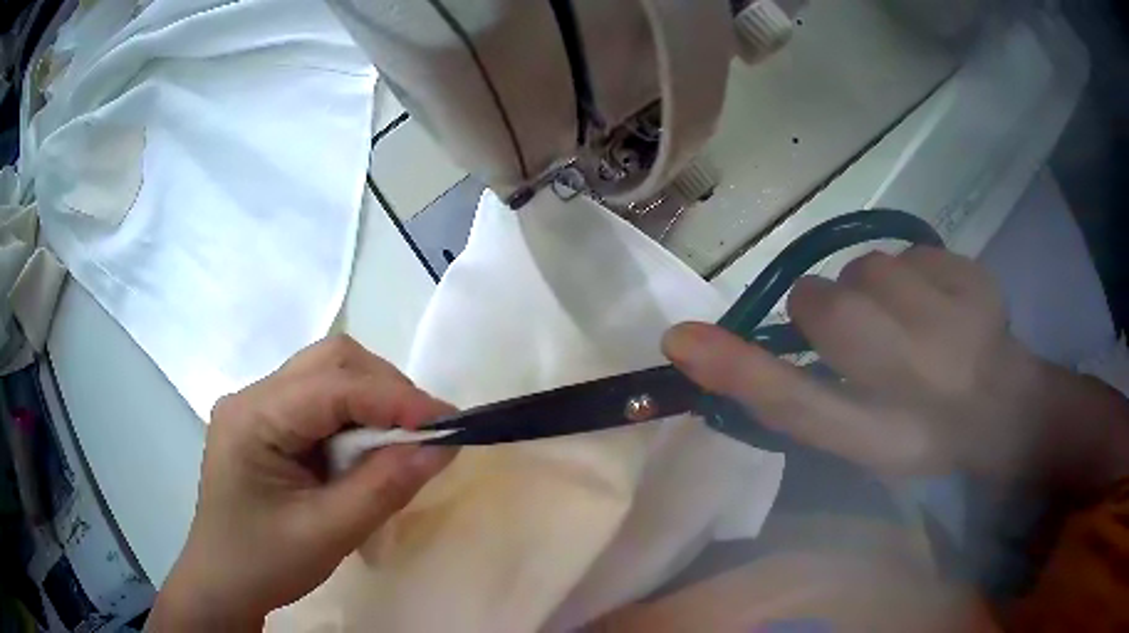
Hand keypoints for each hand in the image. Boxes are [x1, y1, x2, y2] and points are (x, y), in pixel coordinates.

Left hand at [151, 336, 456, 629]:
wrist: (224, 582)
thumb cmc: (266, 563)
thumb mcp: (328, 533)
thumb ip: (385, 487)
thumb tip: (443, 447)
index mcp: (253, 418)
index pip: (331, 386)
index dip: (394, 398)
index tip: (448, 423)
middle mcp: (253, 396)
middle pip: (330, 362)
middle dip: (385, 389)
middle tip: (424, 431)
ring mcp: (258, 405)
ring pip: (328, 373)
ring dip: (373, 399)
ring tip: (400, 441)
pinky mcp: (268, 421)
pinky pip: (321, 400)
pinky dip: (356, 416)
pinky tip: (366, 448)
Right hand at [664, 247, 1050, 479]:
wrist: (1002, 407)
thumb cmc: (918, 431)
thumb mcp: (849, 433)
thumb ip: (783, 392)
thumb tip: (695, 343)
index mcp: (880, 437)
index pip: (798, 404)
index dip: (738, 369)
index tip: (681, 340)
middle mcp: (918, 382)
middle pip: (828, 303)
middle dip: (831, 312)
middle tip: (865, 337)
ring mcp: (958, 322)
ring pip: (872, 268)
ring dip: (877, 291)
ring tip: (911, 324)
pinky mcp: (978, 277)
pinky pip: (914, 252)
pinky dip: (918, 273)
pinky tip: (944, 306)